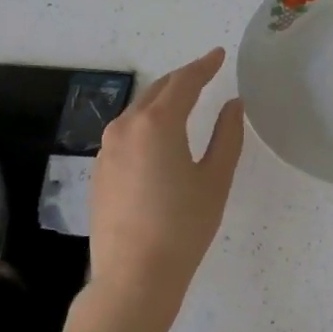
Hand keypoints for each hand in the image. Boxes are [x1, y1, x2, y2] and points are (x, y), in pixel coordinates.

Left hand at [70, 47, 244, 331]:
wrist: (134, 276)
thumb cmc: (184, 226)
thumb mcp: (216, 179)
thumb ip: (227, 135)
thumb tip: (233, 105)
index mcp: (157, 123)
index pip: (184, 82)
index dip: (205, 66)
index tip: (219, 55)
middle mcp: (126, 127)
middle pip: (157, 91)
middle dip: (182, 79)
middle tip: (205, 73)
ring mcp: (106, 149)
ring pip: (138, 111)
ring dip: (162, 100)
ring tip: (184, 100)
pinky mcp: (99, 170)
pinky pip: (126, 133)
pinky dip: (146, 123)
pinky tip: (159, 136)